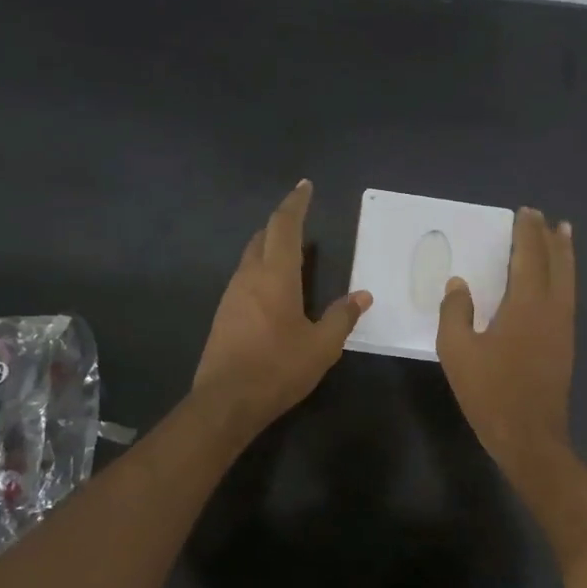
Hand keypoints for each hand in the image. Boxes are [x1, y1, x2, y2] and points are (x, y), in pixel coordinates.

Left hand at [194, 181, 371, 436]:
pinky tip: (275, 287)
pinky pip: (245, 277)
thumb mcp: (321, 346)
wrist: (226, 401)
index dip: (295, 204)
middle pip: (263, 237)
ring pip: (251, 257)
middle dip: (282, 222)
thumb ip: (342, 317)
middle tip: (301, 216)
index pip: (284, 227)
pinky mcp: (224, 314)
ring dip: (270, 246)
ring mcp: (232, 295)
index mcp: (275, 276)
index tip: (305, 186)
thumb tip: (362, 296)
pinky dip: (262, 269)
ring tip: (292, 250)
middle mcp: (249, 277)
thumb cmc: (278, 368)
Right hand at [436, 208, 574, 474]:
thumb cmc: (490, 392)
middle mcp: (552, 309)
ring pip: (568, 280)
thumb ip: (455, 313)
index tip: (525, 212)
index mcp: (526, 305)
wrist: (529, 435)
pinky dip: (565, 277)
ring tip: (563, 235)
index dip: (527, 233)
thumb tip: (459, 285)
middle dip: (550, 238)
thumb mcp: (458, 352)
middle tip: (545, 218)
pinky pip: (568, 296)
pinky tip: (558, 281)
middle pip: (557, 263)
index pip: (529, 257)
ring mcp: (563, 327)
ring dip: (564, 255)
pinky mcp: (565, 344)